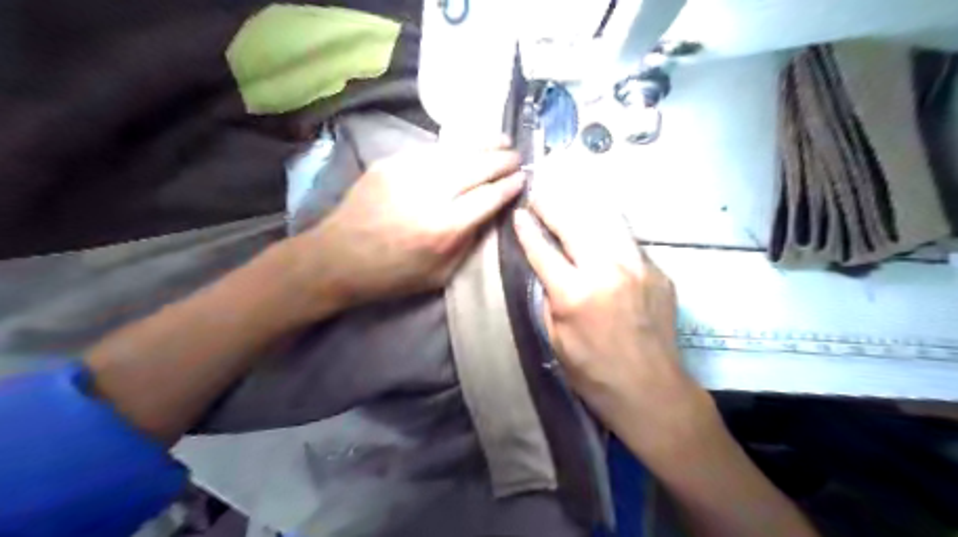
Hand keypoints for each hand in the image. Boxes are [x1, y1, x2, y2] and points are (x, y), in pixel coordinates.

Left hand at [296, 143, 522, 310]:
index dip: (509, 186)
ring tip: (502, 140)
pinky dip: (455, 147)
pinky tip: (467, 145)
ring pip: (456, 151)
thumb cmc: (392, 276)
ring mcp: (407, 173)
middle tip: (518, 156)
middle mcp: (429, 194)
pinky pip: (431, 150)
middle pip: (477, 168)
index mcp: (443, 229)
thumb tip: (491, 213)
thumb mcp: (440, 275)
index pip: (488, 197)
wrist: (336, 259)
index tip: (523, 179)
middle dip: (502, 160)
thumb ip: (469, 242)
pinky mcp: (389, 163)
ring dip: (484, 144)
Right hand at [516, 182, 701, 450]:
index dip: (527, 230)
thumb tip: (547, 271)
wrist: (652, 390)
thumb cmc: (594, 373)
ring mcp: (638, 267)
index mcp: (575, 294)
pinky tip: (599, 225)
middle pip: (574, 224)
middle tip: (540, 192)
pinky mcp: (657, 271)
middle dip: (552, 204)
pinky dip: (609, 228)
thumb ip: (549, 299)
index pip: (543, 250)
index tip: (519, 213)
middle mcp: (607, 271)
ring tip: (568, 195)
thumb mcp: (556, 340)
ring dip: (583, 206)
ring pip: (607, 221)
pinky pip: (628, 240)